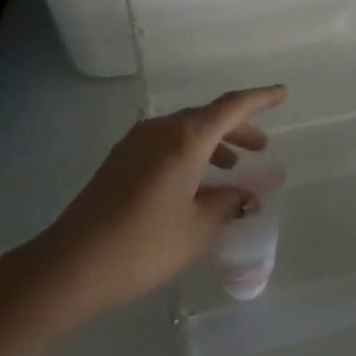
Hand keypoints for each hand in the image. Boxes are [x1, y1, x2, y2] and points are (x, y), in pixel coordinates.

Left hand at [33, 86, 286, 323]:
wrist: (73, 262)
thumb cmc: (144, 244)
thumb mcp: (197, 228)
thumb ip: (227, 204)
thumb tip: (245, 194)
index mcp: (185, 138)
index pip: (231, 107)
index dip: (260, 99)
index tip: (283, 93)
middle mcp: (161, 129)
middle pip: (207, 117)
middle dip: (238, 129)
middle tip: (261, 148)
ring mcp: (136, 141)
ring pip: (185, 129)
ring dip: (213, 142)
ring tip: (232, 167)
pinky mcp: (121, 158)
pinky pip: (166, 143)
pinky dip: (190, 152)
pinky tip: (195, 182)